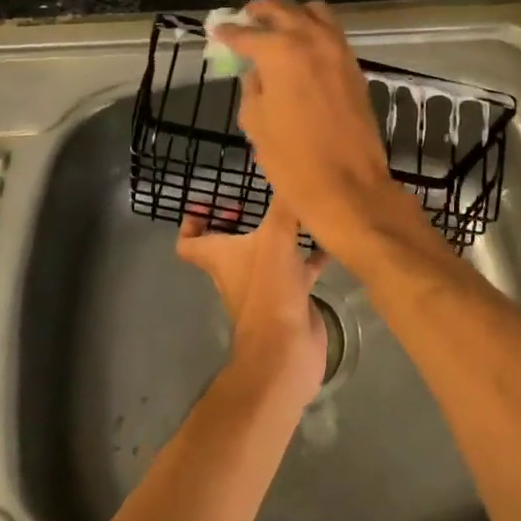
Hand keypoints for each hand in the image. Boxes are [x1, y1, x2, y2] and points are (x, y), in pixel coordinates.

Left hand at [177, 200, 327, 412]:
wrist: (286, 350)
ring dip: (280, 234)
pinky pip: (300, 267)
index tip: (207, 204)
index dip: (192, 223)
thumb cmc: (269, 290)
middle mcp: (237, 270)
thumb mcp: (275, 238)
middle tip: (260, 198)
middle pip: (230, 243)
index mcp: (220, 257)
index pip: (190, 243)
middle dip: (243, 220)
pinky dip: (312, 253)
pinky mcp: (290, 296)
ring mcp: (265, 284)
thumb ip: (283, 205)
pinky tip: (330, 237)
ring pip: (268, 253)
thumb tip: (289, 169)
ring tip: (302, 209)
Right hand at [215, 0, 427, 260]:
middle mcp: (311, 40)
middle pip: (282, 10)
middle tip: (246, 18)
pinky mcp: (354, 65)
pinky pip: (331, 32)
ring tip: (276, 26)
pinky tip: (302, 46)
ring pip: (314, 12)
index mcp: (279, 52)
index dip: (228, 32)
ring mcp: (338, 50)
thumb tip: (257, 72)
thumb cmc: (292, 161)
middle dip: (261, 11)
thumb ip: (252, 88)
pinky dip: (314, 30)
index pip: (246, 33)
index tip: (217, 29)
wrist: (349, 186)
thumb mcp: (256, 123)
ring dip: (292, 14)